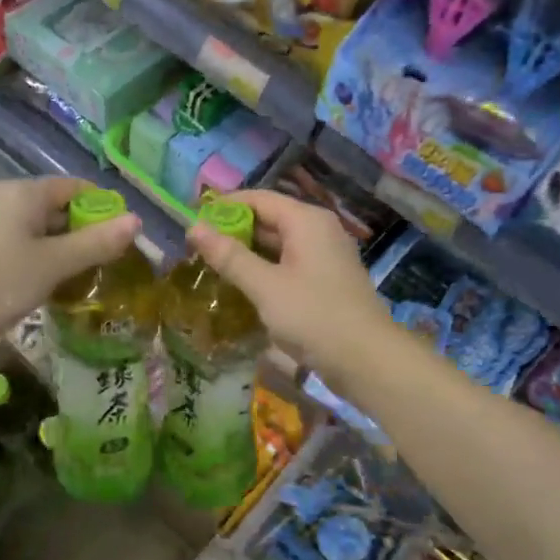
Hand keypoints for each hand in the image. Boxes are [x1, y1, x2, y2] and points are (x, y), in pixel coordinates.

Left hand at [0, 177, 139, 366]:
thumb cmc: (0, 282)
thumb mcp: (55, 263)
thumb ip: (97, 242)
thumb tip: (137, 221)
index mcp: (23, 194)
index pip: (76, 188)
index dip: (104, 208)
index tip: (124, 236)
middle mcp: (5, 201)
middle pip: (58, 208)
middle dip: (86, 232)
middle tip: (111, 262)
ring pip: (41, 231)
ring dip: (66, 250)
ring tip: (89, 277)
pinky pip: (22, 247)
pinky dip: (43, 260)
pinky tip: (56, 285)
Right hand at [185, 189, 386, 373]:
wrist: (367, 360)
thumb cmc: (314, 316)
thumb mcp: (265, 286)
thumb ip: (229, 256)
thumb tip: (194, 227)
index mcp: (306, 220)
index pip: (258, 198)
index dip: (224, 206)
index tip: (192, 221)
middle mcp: (318, 230)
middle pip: (269, 219)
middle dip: (233, 231)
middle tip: (196, 249)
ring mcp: (325, 256)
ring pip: (278, 245)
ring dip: (247, 253)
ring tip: (212, 267)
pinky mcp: (326, 281)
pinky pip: (289, 265)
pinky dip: (265, 270)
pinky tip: (242, 287)